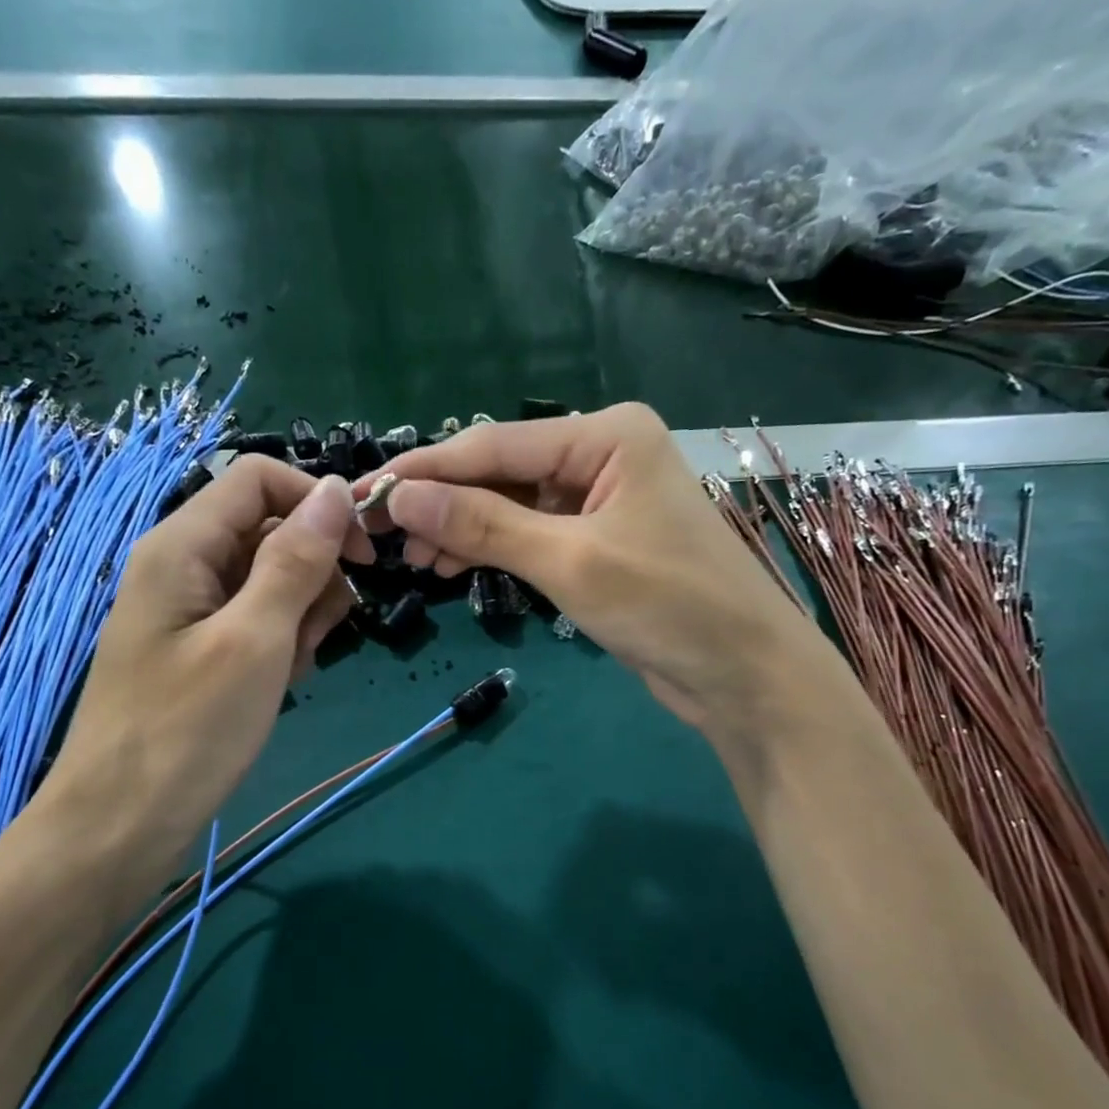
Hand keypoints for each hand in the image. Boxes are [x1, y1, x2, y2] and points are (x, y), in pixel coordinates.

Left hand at [36, 455, 371, 862]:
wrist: (122, 824)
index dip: (317, 503)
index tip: (366, 555)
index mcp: (182, 544)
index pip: (259, 479)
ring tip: (292, 668)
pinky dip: (280, 643)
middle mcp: (182, 564)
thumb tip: (336, 490)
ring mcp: (190, 609)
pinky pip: (256, 620)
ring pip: (270, 579)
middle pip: (270, 530)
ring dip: (301, 614)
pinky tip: (278, 683)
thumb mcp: (255, 640)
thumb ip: (296, 560)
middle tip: (315, 636)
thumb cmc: (188, 730)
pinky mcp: (199, 648)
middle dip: (312, 574)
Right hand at [357, 403, 820, 733]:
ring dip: (464, 530)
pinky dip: (494, 550)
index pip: (494, 445)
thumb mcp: (568, 561)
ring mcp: (602, 500)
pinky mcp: (599, 542)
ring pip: (512, 506)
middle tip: (386, 539)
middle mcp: (602, 455)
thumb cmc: (666, 604)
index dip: (427, 471)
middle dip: (445, 504)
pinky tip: (455, 567)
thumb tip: (401, 495)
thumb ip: (483, 525)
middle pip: (502, 472)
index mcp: (606, 435)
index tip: (365, 493)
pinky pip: (532, 535)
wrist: (743, 673)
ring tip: (416, 561)